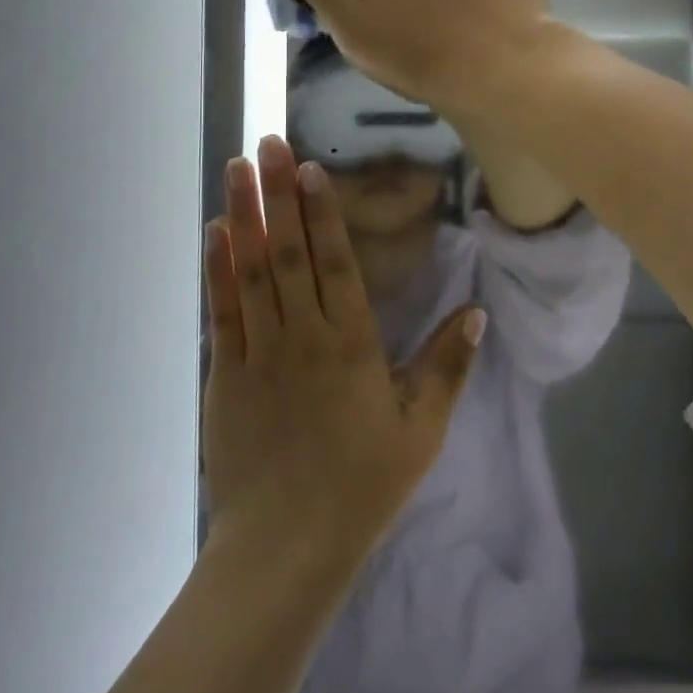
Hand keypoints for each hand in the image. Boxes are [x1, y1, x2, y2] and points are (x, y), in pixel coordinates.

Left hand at [202, 135, 485, 564]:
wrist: (286, 549)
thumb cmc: (363, 485)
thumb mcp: (422, 429)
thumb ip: (448, 366)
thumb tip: (476, 311)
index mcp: (352, 344)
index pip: (335, 262)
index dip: (322, 211)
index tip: (309, 167)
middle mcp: (303, 336)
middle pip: (289, 252)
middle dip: (278, 193)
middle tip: (266, 143)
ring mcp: (259, 354)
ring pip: (251, 271)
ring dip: (244, 215)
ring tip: (236, 169)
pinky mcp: (226, 376)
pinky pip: (222, 311)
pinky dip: (217, 269)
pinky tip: (216, 234)